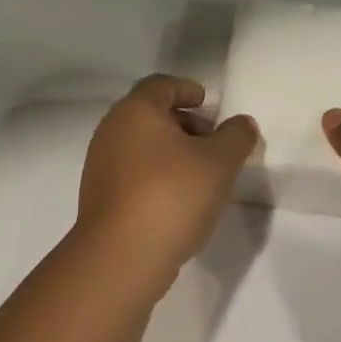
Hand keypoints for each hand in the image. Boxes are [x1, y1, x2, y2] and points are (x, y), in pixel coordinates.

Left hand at [75, 75, 257, 281]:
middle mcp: (111, 130)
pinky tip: (178, 199)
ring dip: (171, 151)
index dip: (188, 89)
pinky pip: (133, 172)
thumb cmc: (172, 196)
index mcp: (136, 111)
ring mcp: (101, 164)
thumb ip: (236, 136)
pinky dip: (156, 174)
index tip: (209, 105)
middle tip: (212, 142)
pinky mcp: (100, 196)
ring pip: (141, 145)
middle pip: (150, 114)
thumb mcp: (219, 163)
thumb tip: (241, 123)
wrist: (121, 257)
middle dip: (184, 123)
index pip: (162, 84)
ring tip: (201, 175)